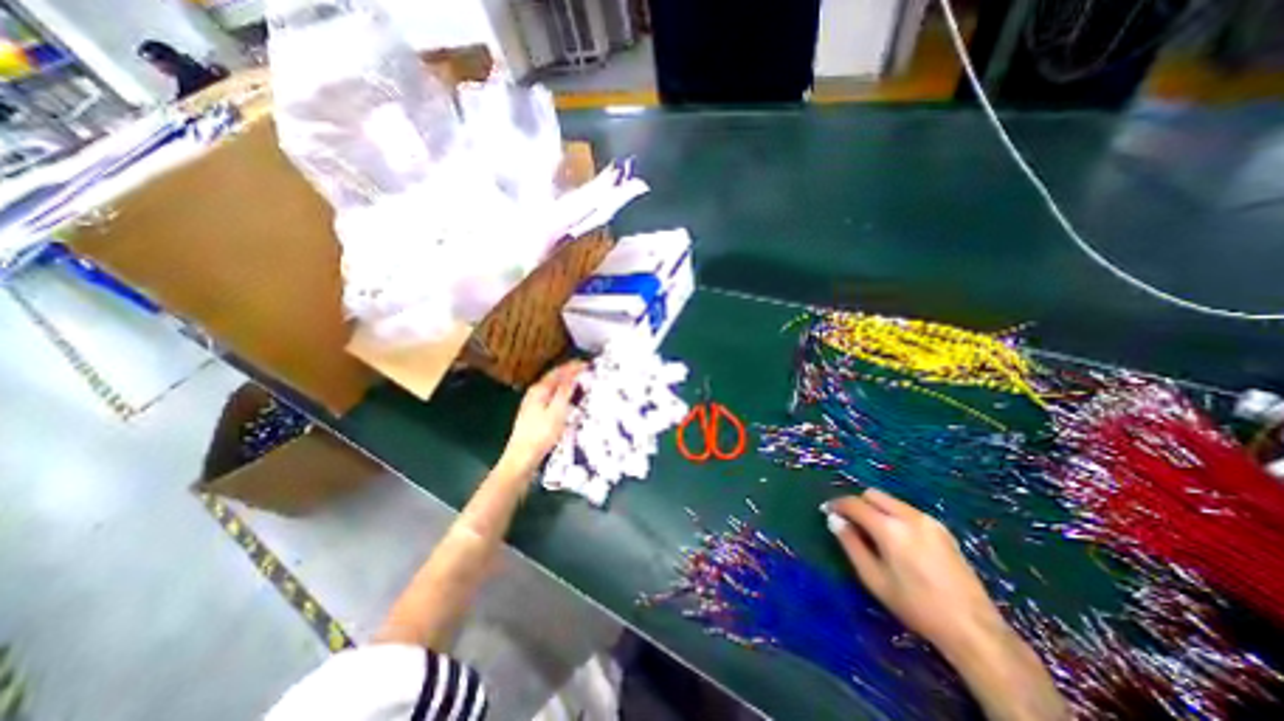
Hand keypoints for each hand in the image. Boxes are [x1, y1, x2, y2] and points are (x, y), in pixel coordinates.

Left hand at [502, 359, 586, 471]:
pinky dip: (562, 394)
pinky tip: (568, 400)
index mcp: (539, 389)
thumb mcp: (557, 411)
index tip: (588, 364)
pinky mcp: (534, 415)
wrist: (522, 458)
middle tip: (587, 372)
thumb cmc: (541, 435)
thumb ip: (565, 391)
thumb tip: (574, 373)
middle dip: (570, 373)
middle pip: (554, 378)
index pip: (558, 371)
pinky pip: (551, 397)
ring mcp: (532, 404)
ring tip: (581, 383)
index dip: (573, 366)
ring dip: (566, 383)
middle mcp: (534, 393)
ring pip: (552, 388)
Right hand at [822, 491, 1012, 657]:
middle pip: (872, 494)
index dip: (837, 504)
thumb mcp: (874, 578)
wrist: (974, 628)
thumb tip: (834, 519)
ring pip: (891, 500)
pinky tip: (897, 539)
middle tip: (850, 522)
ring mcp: (928, 520)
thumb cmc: (916, 606)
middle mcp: (909, 516)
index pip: (854, 503)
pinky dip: (894, 515)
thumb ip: (850, 544)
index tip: (826, 511)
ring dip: (875, 508)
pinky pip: (907, 510)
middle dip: (857, 503)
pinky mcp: (942, 528)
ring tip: (872, 532)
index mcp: (890, 528)